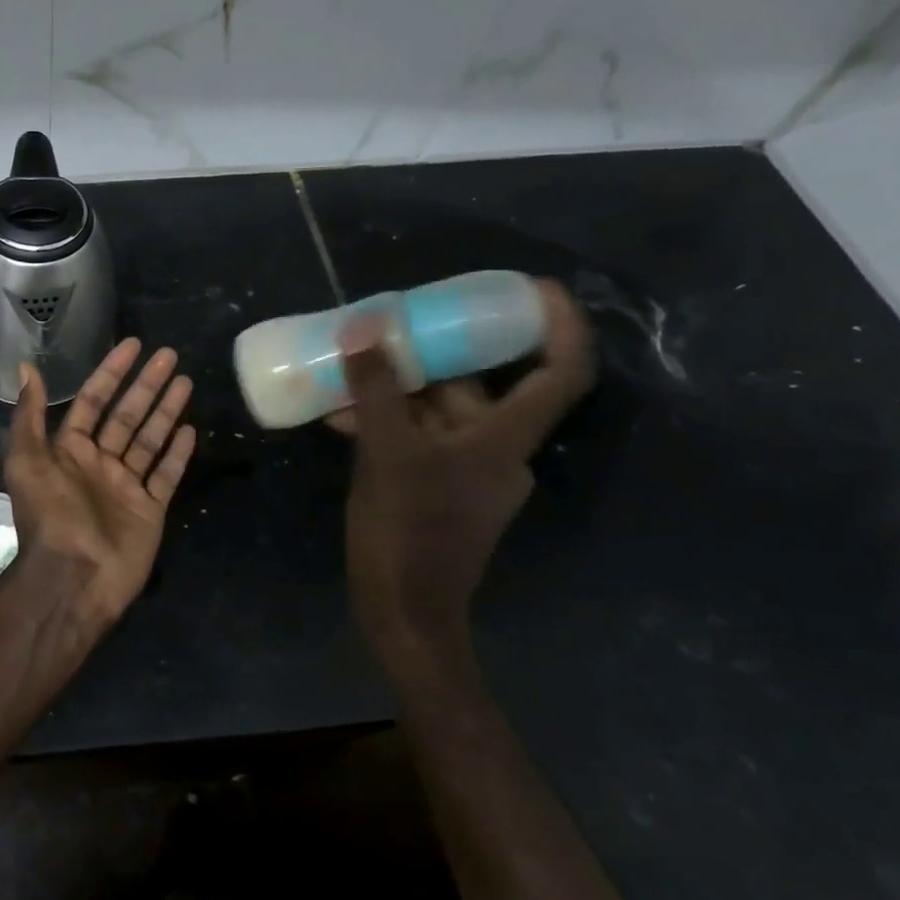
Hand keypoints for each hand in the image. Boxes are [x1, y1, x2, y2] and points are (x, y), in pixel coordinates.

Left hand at [4, 339, 197, 625]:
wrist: (73, 577)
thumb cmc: (49, 515)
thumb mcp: (26, 460)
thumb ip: (29, 415)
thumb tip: (27, 366)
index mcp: (69, 450)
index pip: (94, 400)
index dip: (111, 372)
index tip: (133, 346)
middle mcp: (99, 463)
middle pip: (127, 415)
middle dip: (146, 385)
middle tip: (169, 355)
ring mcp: (126, 487)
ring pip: (150, 439)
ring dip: (166, 410)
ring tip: (185, 381)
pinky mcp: (150, 510)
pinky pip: (166, 475)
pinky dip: (178, 454)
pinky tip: (190, 429)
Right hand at [331, 280, 594, 649]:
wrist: (402, 610)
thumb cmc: (406, 530)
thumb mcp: (385, 452)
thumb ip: (376, 390)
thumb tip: (368, 327)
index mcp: (504, 440)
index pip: (559, 373)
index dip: (559, 326)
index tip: (534, 288)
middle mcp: (496, 451)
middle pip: (476, 387)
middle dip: (433, 355)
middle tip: (393, 325)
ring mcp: (466, 473)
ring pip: (436, 413)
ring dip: (394, 392)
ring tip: (346, 373)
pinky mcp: (438, 490)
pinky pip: (417, 439)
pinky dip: (386, 424)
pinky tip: (340, 418)